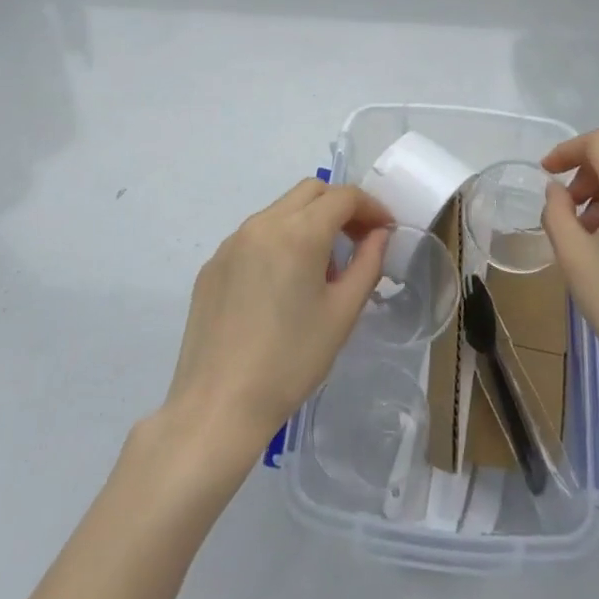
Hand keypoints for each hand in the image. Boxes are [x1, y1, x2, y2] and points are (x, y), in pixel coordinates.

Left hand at [163, 179, 390, 458]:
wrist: (217, 406)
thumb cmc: (290, 361)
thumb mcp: (342, 314)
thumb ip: (367, 264)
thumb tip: (379, 235)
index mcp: (298, 232)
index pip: (343, 196)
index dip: (371, 207)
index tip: (385, 230)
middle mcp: (262, 224)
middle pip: (310, 191)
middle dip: (340, 206)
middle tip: (358, 241)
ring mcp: (232, 242)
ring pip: (281, 210)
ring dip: (309, 222)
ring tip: (320, 269)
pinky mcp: (213, 264)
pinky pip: (255, 236)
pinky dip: (279, 241)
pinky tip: (281, 286)